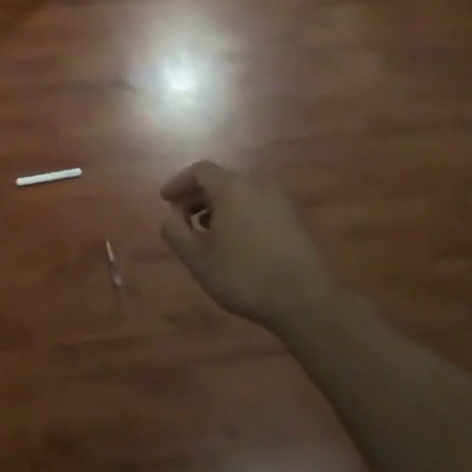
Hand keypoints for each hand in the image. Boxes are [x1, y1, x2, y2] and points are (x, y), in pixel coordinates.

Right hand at [159, 161, 335, 330]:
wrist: (306, 301)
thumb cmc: (245, 276)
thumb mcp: (198, 259)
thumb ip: (175, 232)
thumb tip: (171, 216)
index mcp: (232, 188)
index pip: (199, 170)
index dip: (179, 183)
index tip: (165, 200)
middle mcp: (257, 185)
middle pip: (220, 180)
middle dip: (197, 195)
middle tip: (182, 218)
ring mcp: (280, 201)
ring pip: (241, 193)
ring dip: (218, 206)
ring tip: (207, 231)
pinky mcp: (294, 219)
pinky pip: (258, 205)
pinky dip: (239, 213)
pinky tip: (236, 241)